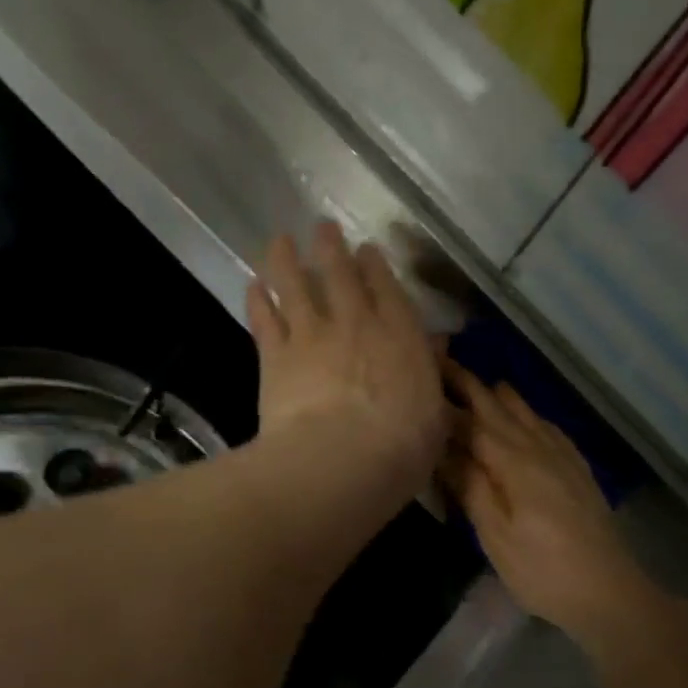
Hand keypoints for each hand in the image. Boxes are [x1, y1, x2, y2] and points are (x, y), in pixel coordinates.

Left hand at [247, 223, 450, 503]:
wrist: (342, 459)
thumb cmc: (403, 445)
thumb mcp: (435, 413)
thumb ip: (429, 373)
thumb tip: (435, 345)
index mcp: (399, 335)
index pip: (387, 288)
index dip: (375, 265)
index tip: (366, 250)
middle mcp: (355, 323)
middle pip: (339, 275)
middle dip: (331, 247)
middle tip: (322, 228)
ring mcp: (312, 336)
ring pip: (295, 286)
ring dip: (287, 260)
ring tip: (280, 240)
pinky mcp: (276, 357)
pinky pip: (264, 320)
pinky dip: (258, 300)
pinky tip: (252, 284)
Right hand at [442, 366, 660, 641]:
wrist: (609, 591)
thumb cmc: (542, 570)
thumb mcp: (496, 535)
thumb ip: (470, 487)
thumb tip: (441, 447)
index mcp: (515, 462)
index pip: (472, 421)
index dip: (447, 399)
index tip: (423, 375)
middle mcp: (540, 448)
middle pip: (500, 408)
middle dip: (471, 385)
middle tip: (444, 363)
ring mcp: (563, 457)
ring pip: (527, 413)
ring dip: (500, 396)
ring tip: (479, 384)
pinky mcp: (578, 470)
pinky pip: (549, 428)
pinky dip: (529, 415)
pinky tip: (527, 419)